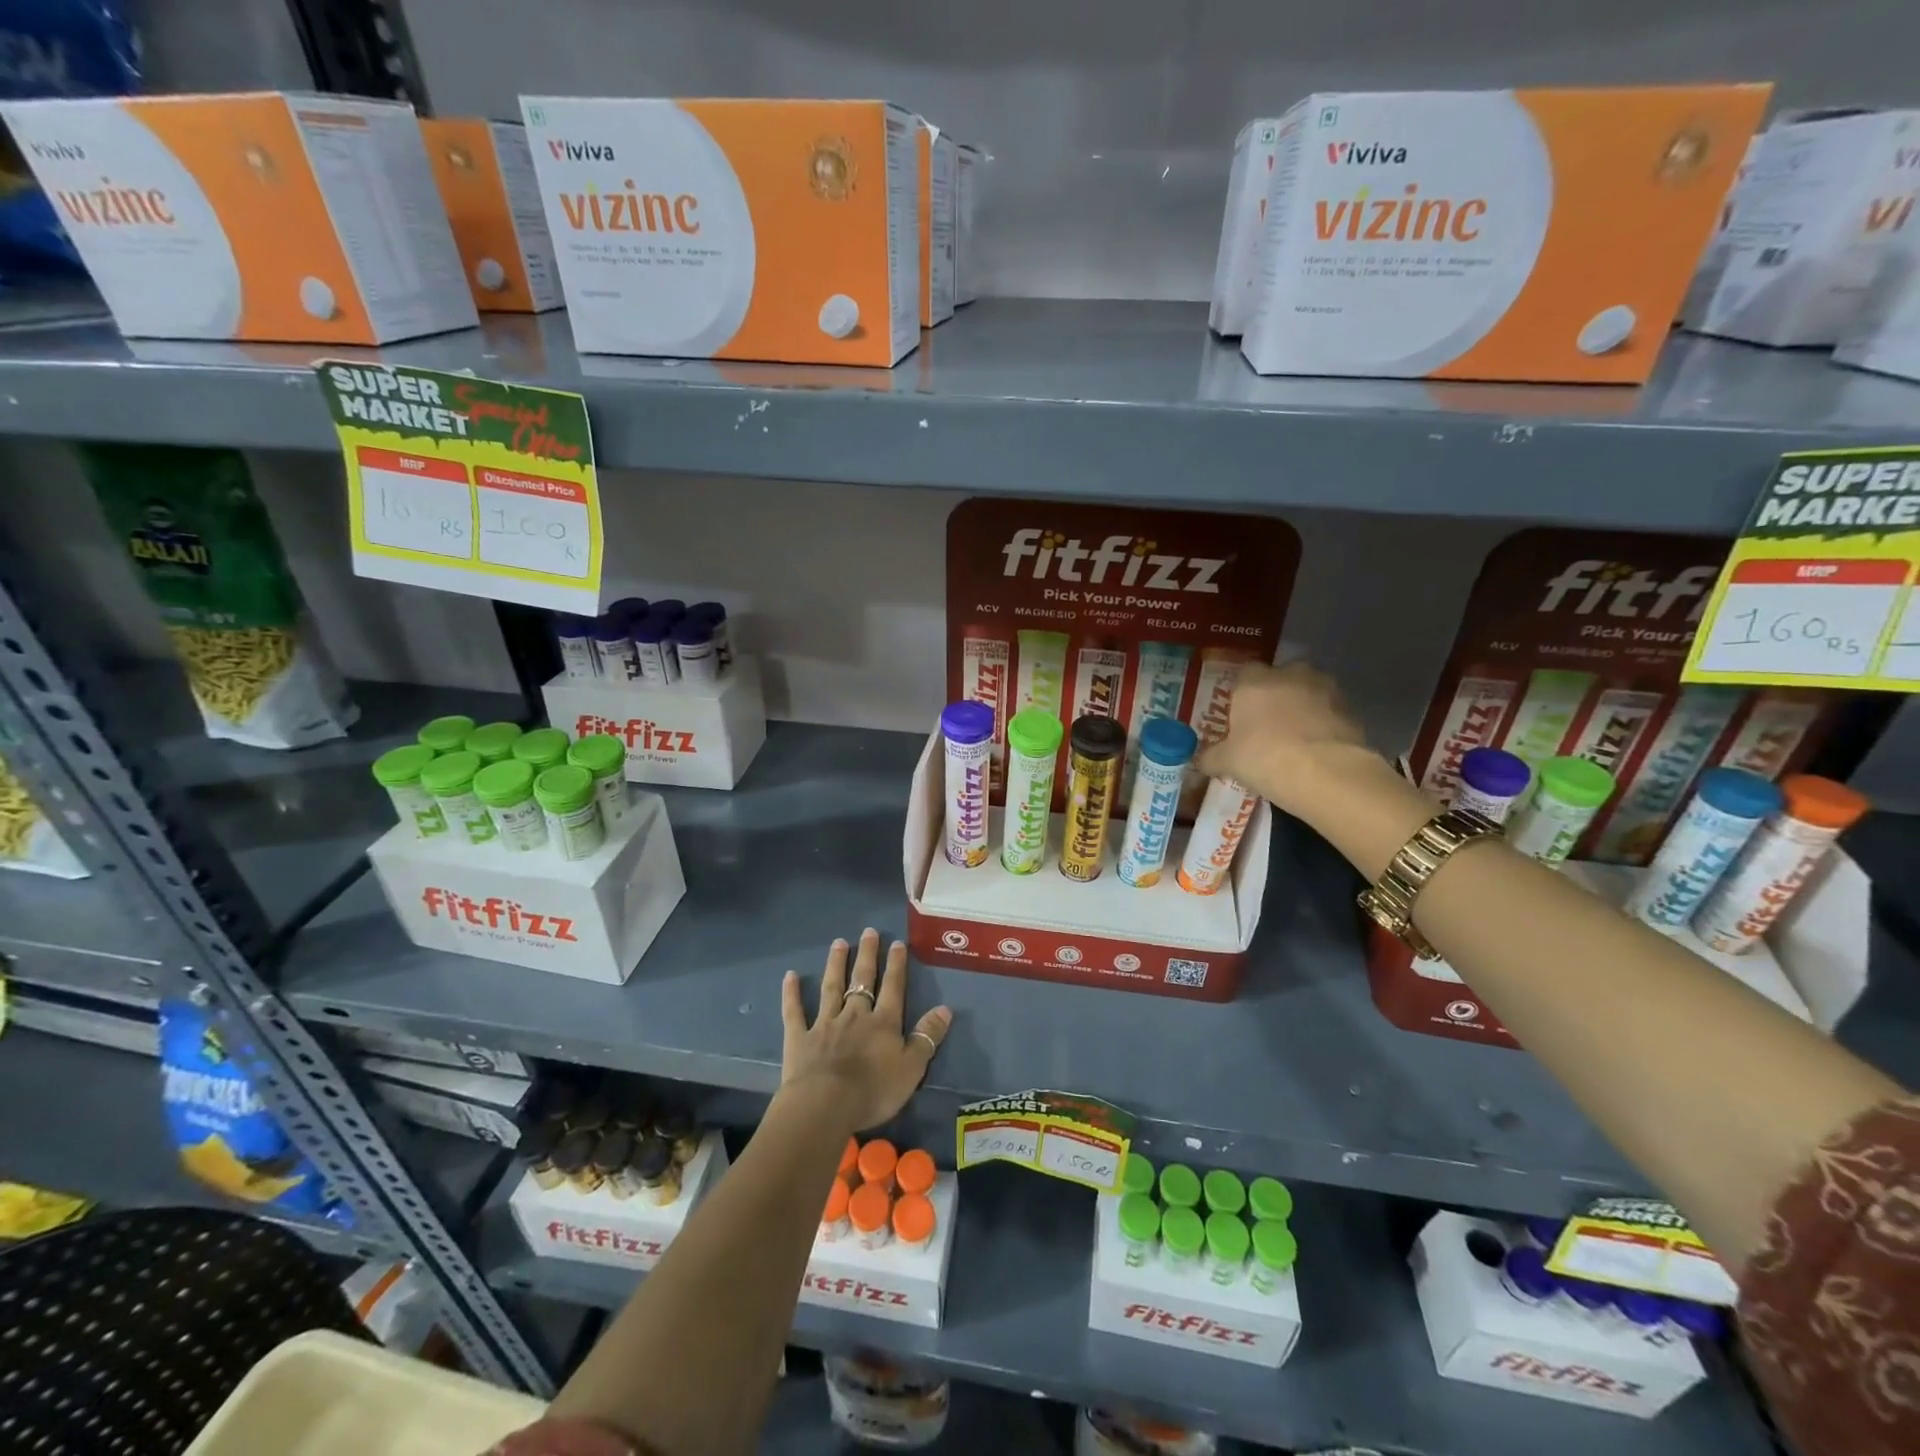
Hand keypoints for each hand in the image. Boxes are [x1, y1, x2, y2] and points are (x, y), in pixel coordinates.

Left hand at [779, 928, 951, 1133]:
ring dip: (836, 964)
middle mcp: (854, 1015)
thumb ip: (927, 1037)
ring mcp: (825, 1024)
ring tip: (839, 943)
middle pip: (862, 980)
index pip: (893, 987)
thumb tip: (945, 1009)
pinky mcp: (799, 1038)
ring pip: (831, 987)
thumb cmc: (873, 1091)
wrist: (826, 1106)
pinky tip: (790, 976)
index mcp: (883, 1023)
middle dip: (867, 955)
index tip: (897, 943)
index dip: (896, 965)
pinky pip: (795, 1012)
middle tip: (868, 931)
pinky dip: (792, 994)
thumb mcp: (912, 1068)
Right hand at [1195, 660, 1373, 815]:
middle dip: (1273, 696)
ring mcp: (1325, 689)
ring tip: (1294, 740)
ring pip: (1307, 692)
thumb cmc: (1265, 758)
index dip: (1240, 693)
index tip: (1238, 715)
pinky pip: (1328, 712)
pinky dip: (1322, 725)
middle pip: (1279, 678)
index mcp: (1254, 681)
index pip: (1243, 673)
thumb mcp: (1228, 762)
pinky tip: (1315, 750)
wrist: (1328, 774)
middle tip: (1266, 726)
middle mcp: (1290, 675)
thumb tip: (1200, 761)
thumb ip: (1212, 757)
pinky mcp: (1350, 708)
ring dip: (1301, 708)